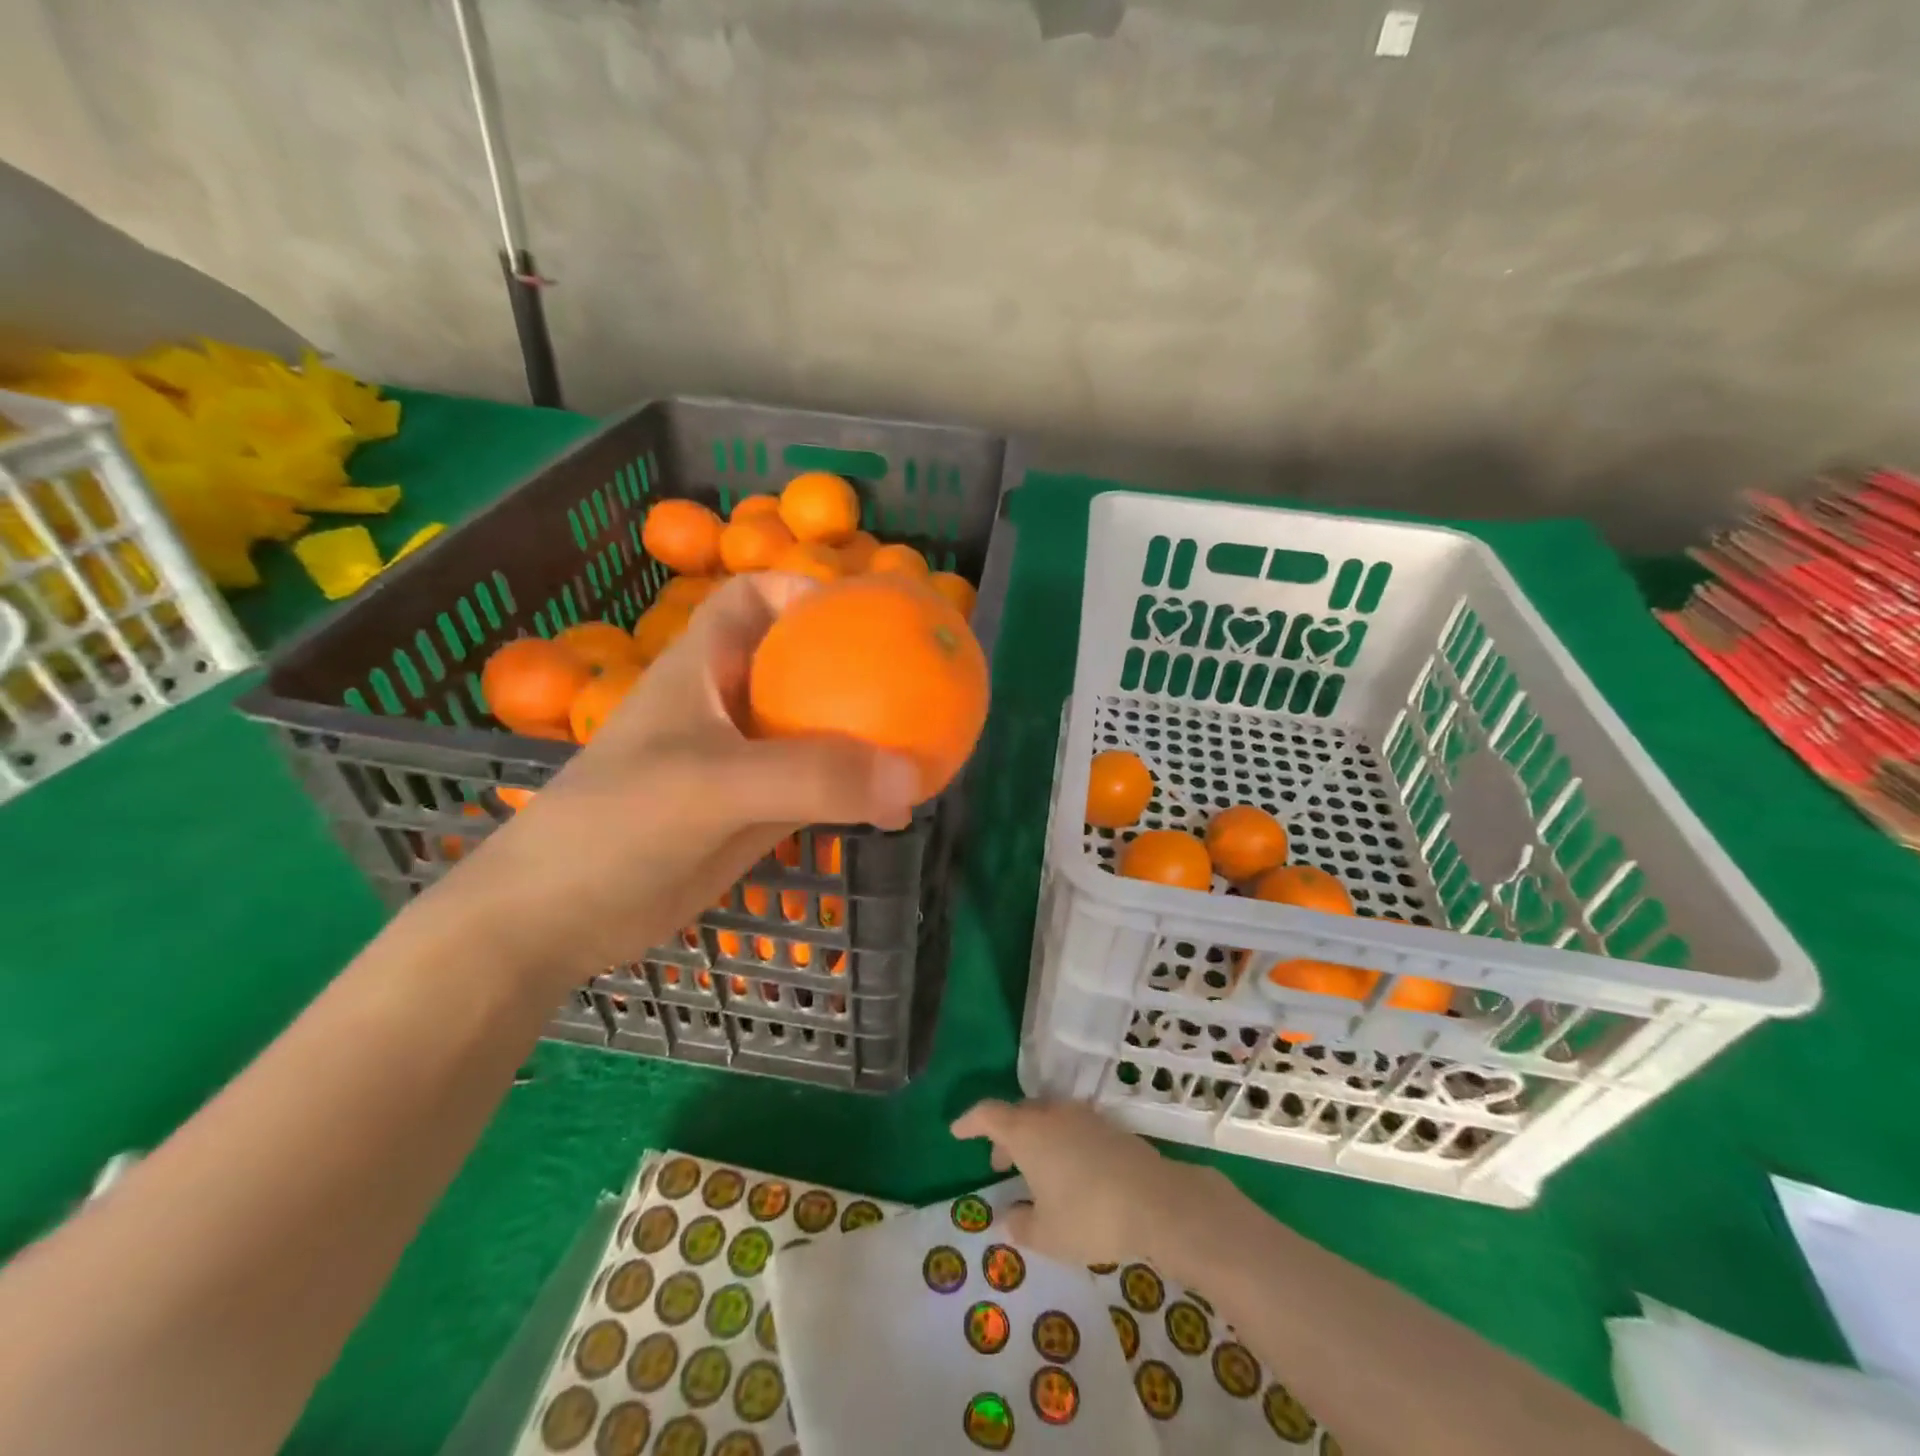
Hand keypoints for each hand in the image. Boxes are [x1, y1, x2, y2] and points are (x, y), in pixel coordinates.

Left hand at [430, 574, 920, 990]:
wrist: (558, 920)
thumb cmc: (617, 824)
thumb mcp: (712, 786)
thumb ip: (809, 776)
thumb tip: (910, 775)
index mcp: (704, 667)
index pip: (753, 599)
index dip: (804, 592)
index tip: (864, 615)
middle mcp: (728, 705)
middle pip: (801, 664)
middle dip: (857, 666)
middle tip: (921, 679)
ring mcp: (745, 761)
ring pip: (817, 730)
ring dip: (865, 735)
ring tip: (926, 743)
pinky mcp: (756, 812)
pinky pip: (821, 788)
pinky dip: (858, 791)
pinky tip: (895, 808)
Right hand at [950, 1099, 1209, 1266]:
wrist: (1156, 1201)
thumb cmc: (1090, 1216)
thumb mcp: (1047, 1234)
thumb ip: (1021, 1224)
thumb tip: (1009, 1216)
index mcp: (1027, 1132)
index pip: (988, 1114)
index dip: (969, 1121)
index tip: (956, 1132)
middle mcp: (1051, 1114)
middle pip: (1018, 1114)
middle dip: (1004, 1136)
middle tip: (998, 1163)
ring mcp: (1082, 1116)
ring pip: (1046, 1119)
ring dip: (1033, 1139)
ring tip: (1034, 1172)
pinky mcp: (1108, 1126)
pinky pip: (1070, 1126)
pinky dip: (1058, 1142)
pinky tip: (1068, 1172)